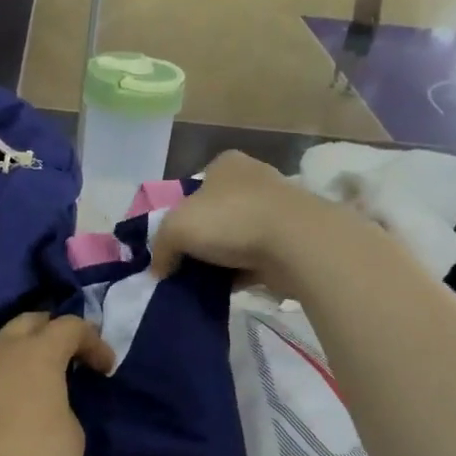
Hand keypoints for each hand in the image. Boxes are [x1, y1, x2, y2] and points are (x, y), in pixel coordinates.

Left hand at [0, 313, 114, 455]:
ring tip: (31, 383)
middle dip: (52, 333)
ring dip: (18, 354)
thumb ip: (64, 407)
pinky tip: (1, 406)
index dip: (93, 341)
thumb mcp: (72, 437)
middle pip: (28, 322)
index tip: (105, 368)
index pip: (70, 326)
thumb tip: (48, 406)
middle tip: (68, 359)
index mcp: (37, 354)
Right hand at [150, 151, 344, 295]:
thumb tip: (158, 269)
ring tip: (203, 282)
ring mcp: (276, 210)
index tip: (174, 242)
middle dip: (202, 239)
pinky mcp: (290, 239)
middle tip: (184, 264)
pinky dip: (241, 273)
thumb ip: (161, 247)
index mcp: (226, 165)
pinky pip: (255, 258)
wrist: (296, 244)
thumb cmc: (232, 220)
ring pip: (236, 237)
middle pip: (216, 213)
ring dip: (222, 258)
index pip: (196, 187)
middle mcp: (253, 180)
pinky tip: (227, 290)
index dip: (180, 214)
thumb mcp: (176, 227)